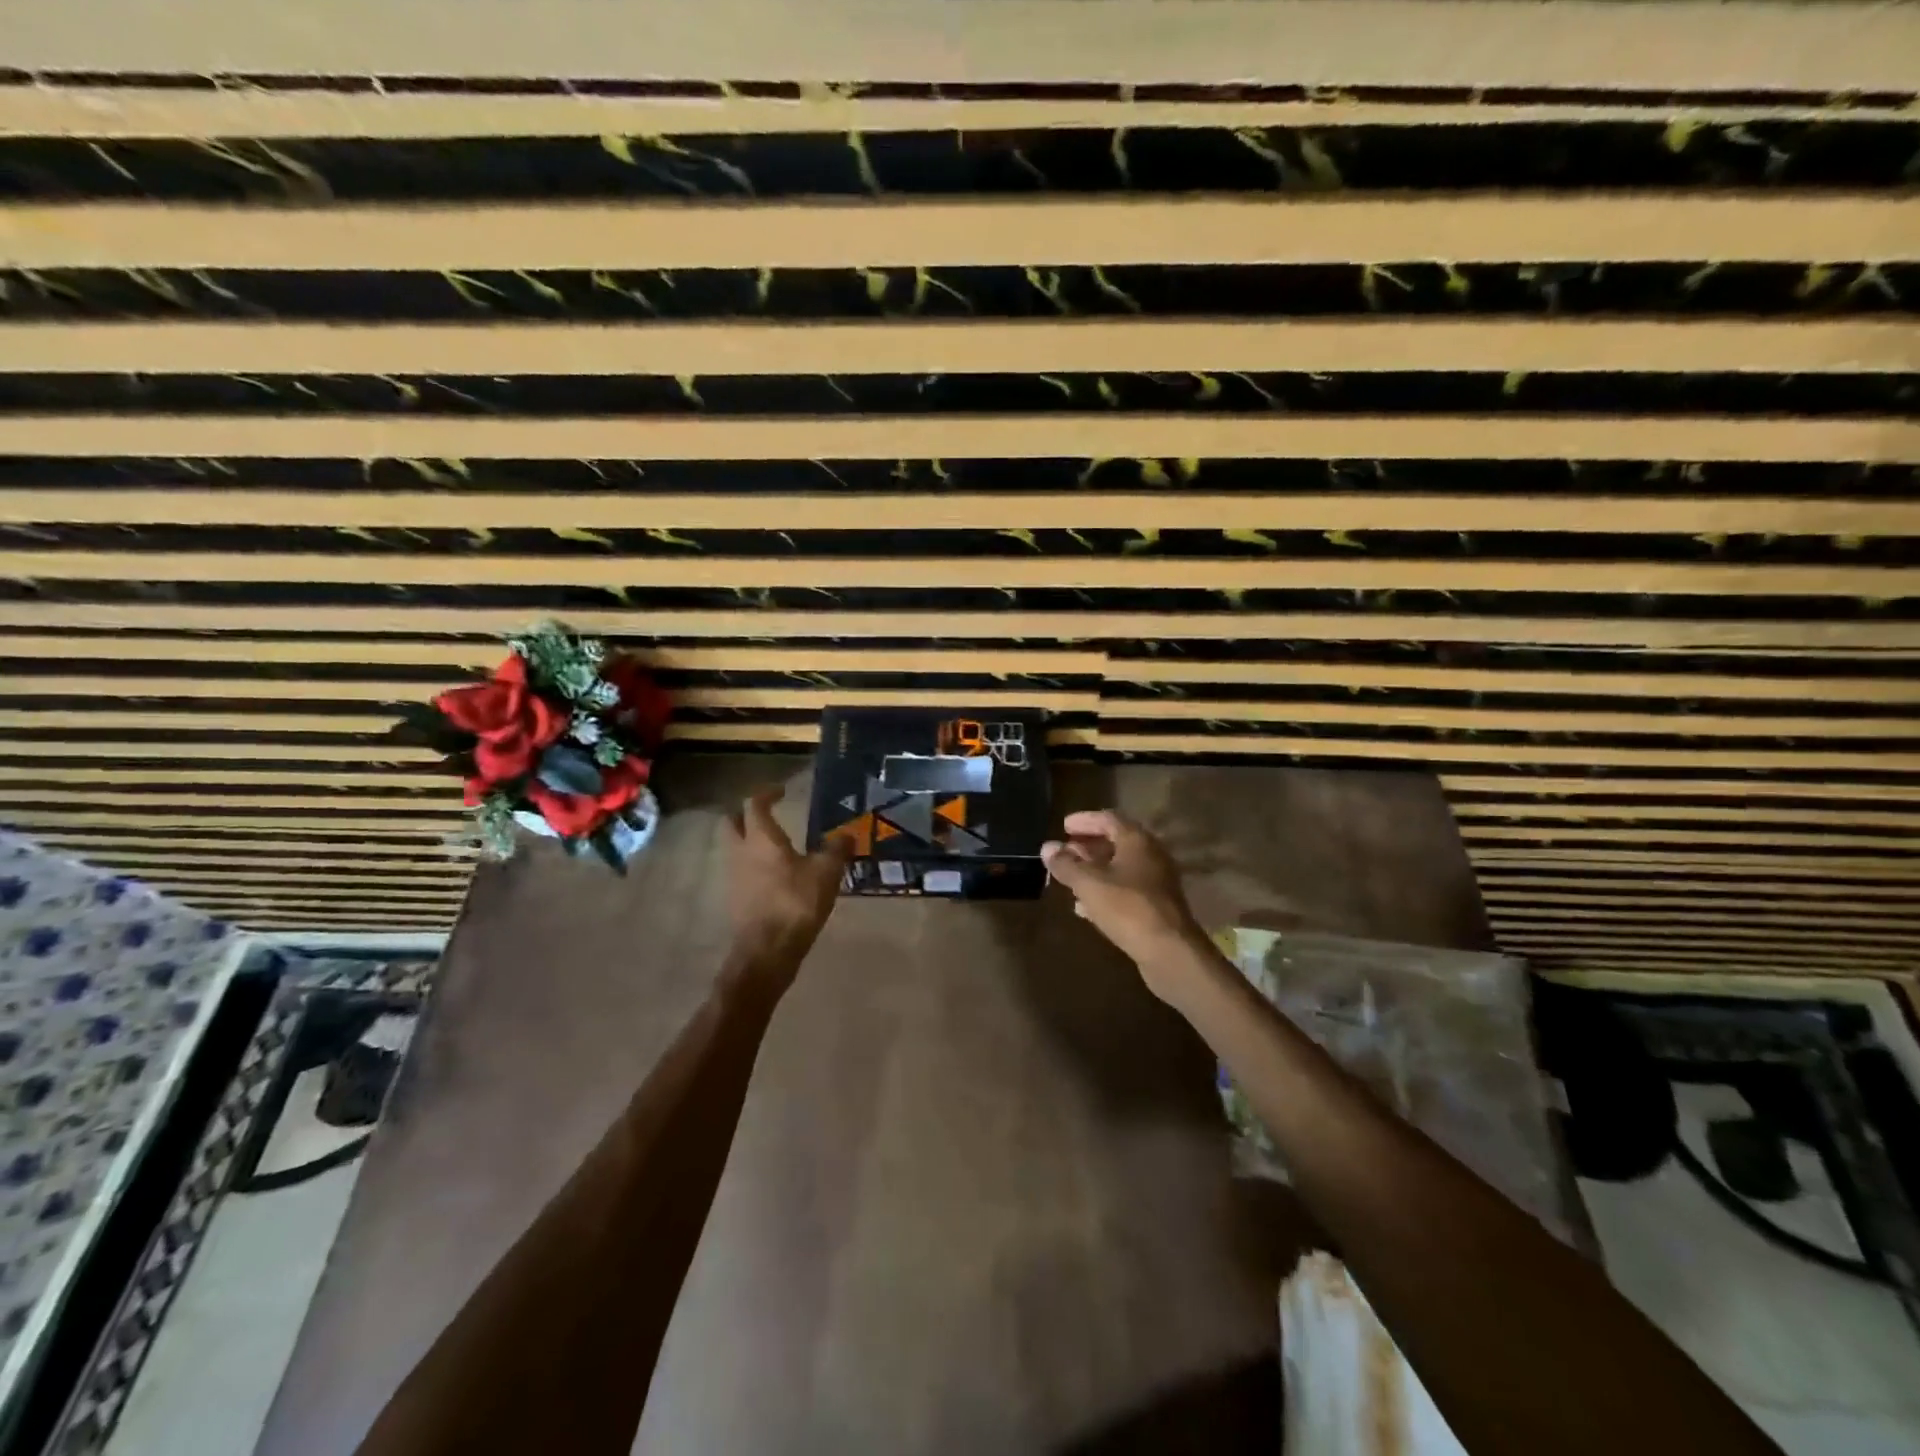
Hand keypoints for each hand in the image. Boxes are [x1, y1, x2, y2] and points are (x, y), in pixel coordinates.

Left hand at [725, 786, 850, 971]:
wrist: (767, 951)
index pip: (754, 804)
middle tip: (768, 815)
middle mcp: (740, 852)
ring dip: (749, 842)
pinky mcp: (734, 899)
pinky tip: (774, 876)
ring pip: (733, 848)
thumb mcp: (826, 873)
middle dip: (746, 815)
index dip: (767, 794)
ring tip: (775, 847)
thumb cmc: (796, 903)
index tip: (781, 791)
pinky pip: (740, 872)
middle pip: (731, 823)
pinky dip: (753, 866)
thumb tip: (847, 835)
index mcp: (760, 838)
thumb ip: (836, 850)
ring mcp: (733, 877)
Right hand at [1041, 810, 1208, 1002]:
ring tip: (1070, 877)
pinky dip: (1105, 890)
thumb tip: (1047, 847)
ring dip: (1095, 869)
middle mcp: (1151, 855)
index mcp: (1137, 841)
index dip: (1084, 820)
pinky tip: (1085, 906)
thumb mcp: (1089, 884)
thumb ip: (1066, 864)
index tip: (1063, 826)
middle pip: (1116, 842)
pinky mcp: (1157, 907)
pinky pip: (1126, 890)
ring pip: (1121, 867)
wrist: (1170, 952)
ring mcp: (1157, 882)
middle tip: (1065, 851)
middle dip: (1088, 845)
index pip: (1108, 819)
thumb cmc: (1127, 908)